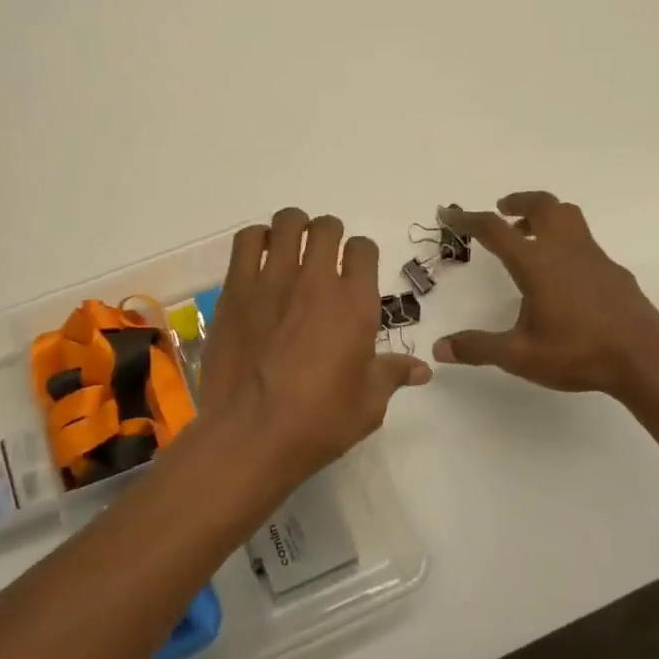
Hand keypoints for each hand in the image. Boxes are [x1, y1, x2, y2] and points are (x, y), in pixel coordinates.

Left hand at [198, 208, 430, 487]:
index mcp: (355, 303)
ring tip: (289, 248)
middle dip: (328, 234)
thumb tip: (422, 369)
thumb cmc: (317, 423)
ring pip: (286, 223)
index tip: (353, 271)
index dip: (360, 255)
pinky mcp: (236, 289)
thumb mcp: (368, 405)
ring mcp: (272, 280)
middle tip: (321, 256)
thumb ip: (391, 375)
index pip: (364, 249)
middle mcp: (316, 281)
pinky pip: (246, 242)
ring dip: (292, 228)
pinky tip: (257, 258)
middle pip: (326, 228)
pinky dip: (255, 239)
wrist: (250, 434)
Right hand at [432, 192, 658, 403]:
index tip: (450, 214)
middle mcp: (565, 250)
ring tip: (529, 236)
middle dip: (518, 201)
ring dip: (544, 216)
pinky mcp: (614, 271)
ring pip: (568, 216)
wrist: (644, 360)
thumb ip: (478, 348)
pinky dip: (565, 243)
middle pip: (542, 205)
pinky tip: (563, 275)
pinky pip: (584, 242)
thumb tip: (441, 348)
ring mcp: (594, 257)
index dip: (468, 218)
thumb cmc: (577, 353)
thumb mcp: (520, 356)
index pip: (494, 229)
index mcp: (536, 264)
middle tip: (502, 210)